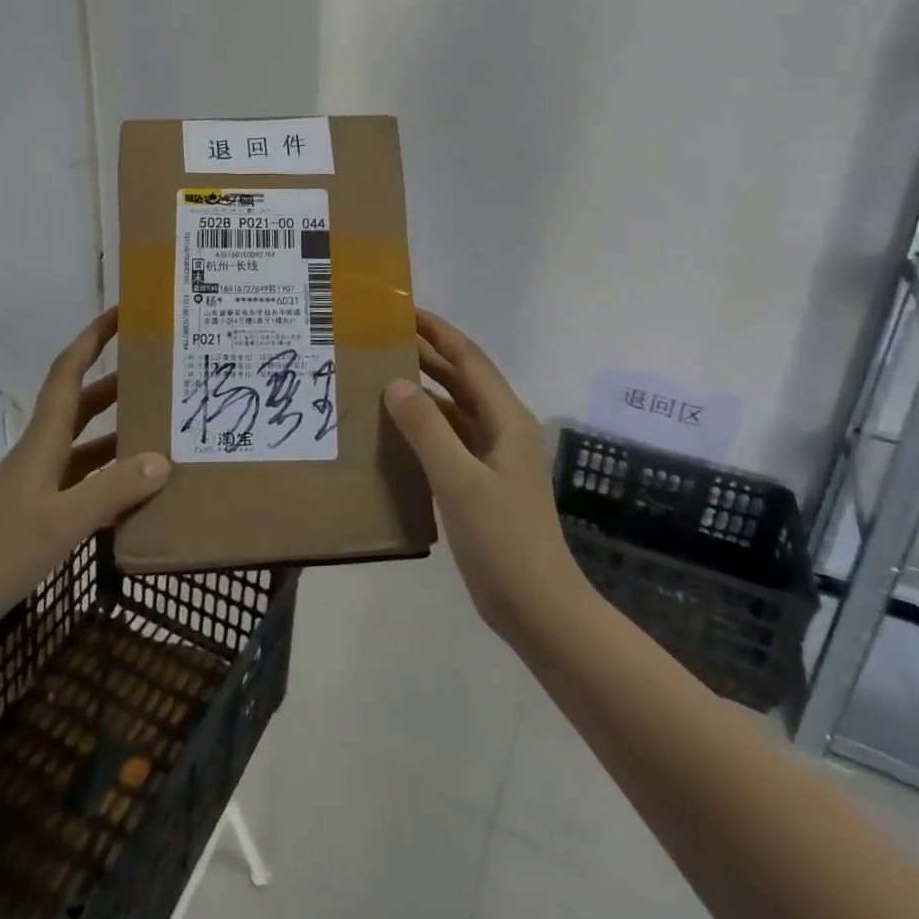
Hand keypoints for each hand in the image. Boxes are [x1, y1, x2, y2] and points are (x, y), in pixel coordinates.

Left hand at [0, 308, 169, 660]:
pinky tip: (140, 495)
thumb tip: (163, 459)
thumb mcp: (59, 523)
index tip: (124, 313)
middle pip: (83, 405)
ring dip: (119, 433)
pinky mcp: (38, 518)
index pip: (69, 372)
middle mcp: (42, 454)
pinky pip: (85, 486)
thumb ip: (112, 492)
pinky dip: (112, 482)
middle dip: (118, 383)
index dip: (93, 338)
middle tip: (162, 373)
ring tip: (164, 429)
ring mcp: (39, 488)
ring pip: (87, 447)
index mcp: (43, 441)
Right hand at [384, 309, 583, 647]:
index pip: (468, 359)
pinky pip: (449, 438)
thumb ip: (427, 429)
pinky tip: (394, 428)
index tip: (402, 310)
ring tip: (379, 374)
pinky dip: (424, 425)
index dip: (438, 331)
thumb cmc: (504, 540)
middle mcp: (502, 429)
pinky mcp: (482, 481)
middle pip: (461, 379)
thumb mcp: (460, 481)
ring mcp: (493, 457)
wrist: (539, 609)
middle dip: (426, 354)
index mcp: (506, 419)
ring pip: (454, 408)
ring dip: (423, 389)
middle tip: (380, 338)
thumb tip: (395, 381)